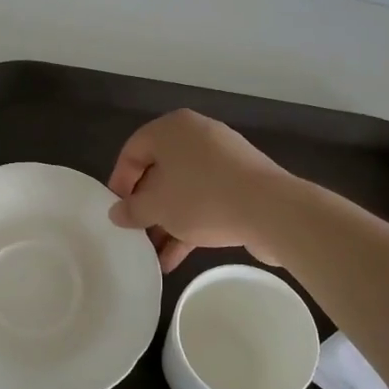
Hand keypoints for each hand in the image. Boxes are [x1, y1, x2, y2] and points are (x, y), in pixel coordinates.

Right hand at [107, 109, 295, 271]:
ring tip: (153, 253)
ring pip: (183, 189)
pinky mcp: (242, 183)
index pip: (132, 150)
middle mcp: (197, 136)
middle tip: (135, 232)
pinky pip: (206, 200)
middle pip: (159, 171)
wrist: (272, 210)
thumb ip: (132, 209)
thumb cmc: (202, 198)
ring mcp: (223, 160)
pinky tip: (175, 259)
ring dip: (166, 221)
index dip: (119, 182)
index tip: (116, 212)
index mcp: (172, 129)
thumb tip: (116, 213)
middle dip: (146, 206)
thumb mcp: (157, 207)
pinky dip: (189, 224)